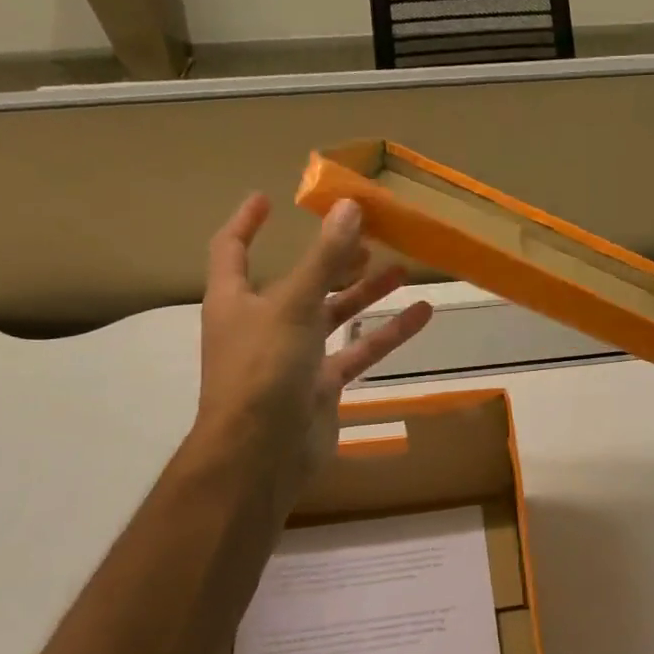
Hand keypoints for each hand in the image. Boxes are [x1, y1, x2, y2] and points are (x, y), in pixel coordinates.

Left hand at [194, 192, 431, 501]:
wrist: (261, 454)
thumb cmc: (263, 369)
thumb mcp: (294, 304)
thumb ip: (324, 258)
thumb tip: (349, 206)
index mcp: (237, 299)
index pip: (232, 249)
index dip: (247, 223)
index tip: (269, 199)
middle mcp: (263, 323)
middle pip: (300, 281)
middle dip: (331, 259)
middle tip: (368, 237)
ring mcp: (294, 357)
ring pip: (334, 315)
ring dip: (365, 293)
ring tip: (402, 268)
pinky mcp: (321, 385)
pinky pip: (357, 351)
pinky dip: (387, 333)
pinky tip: (421, 314)